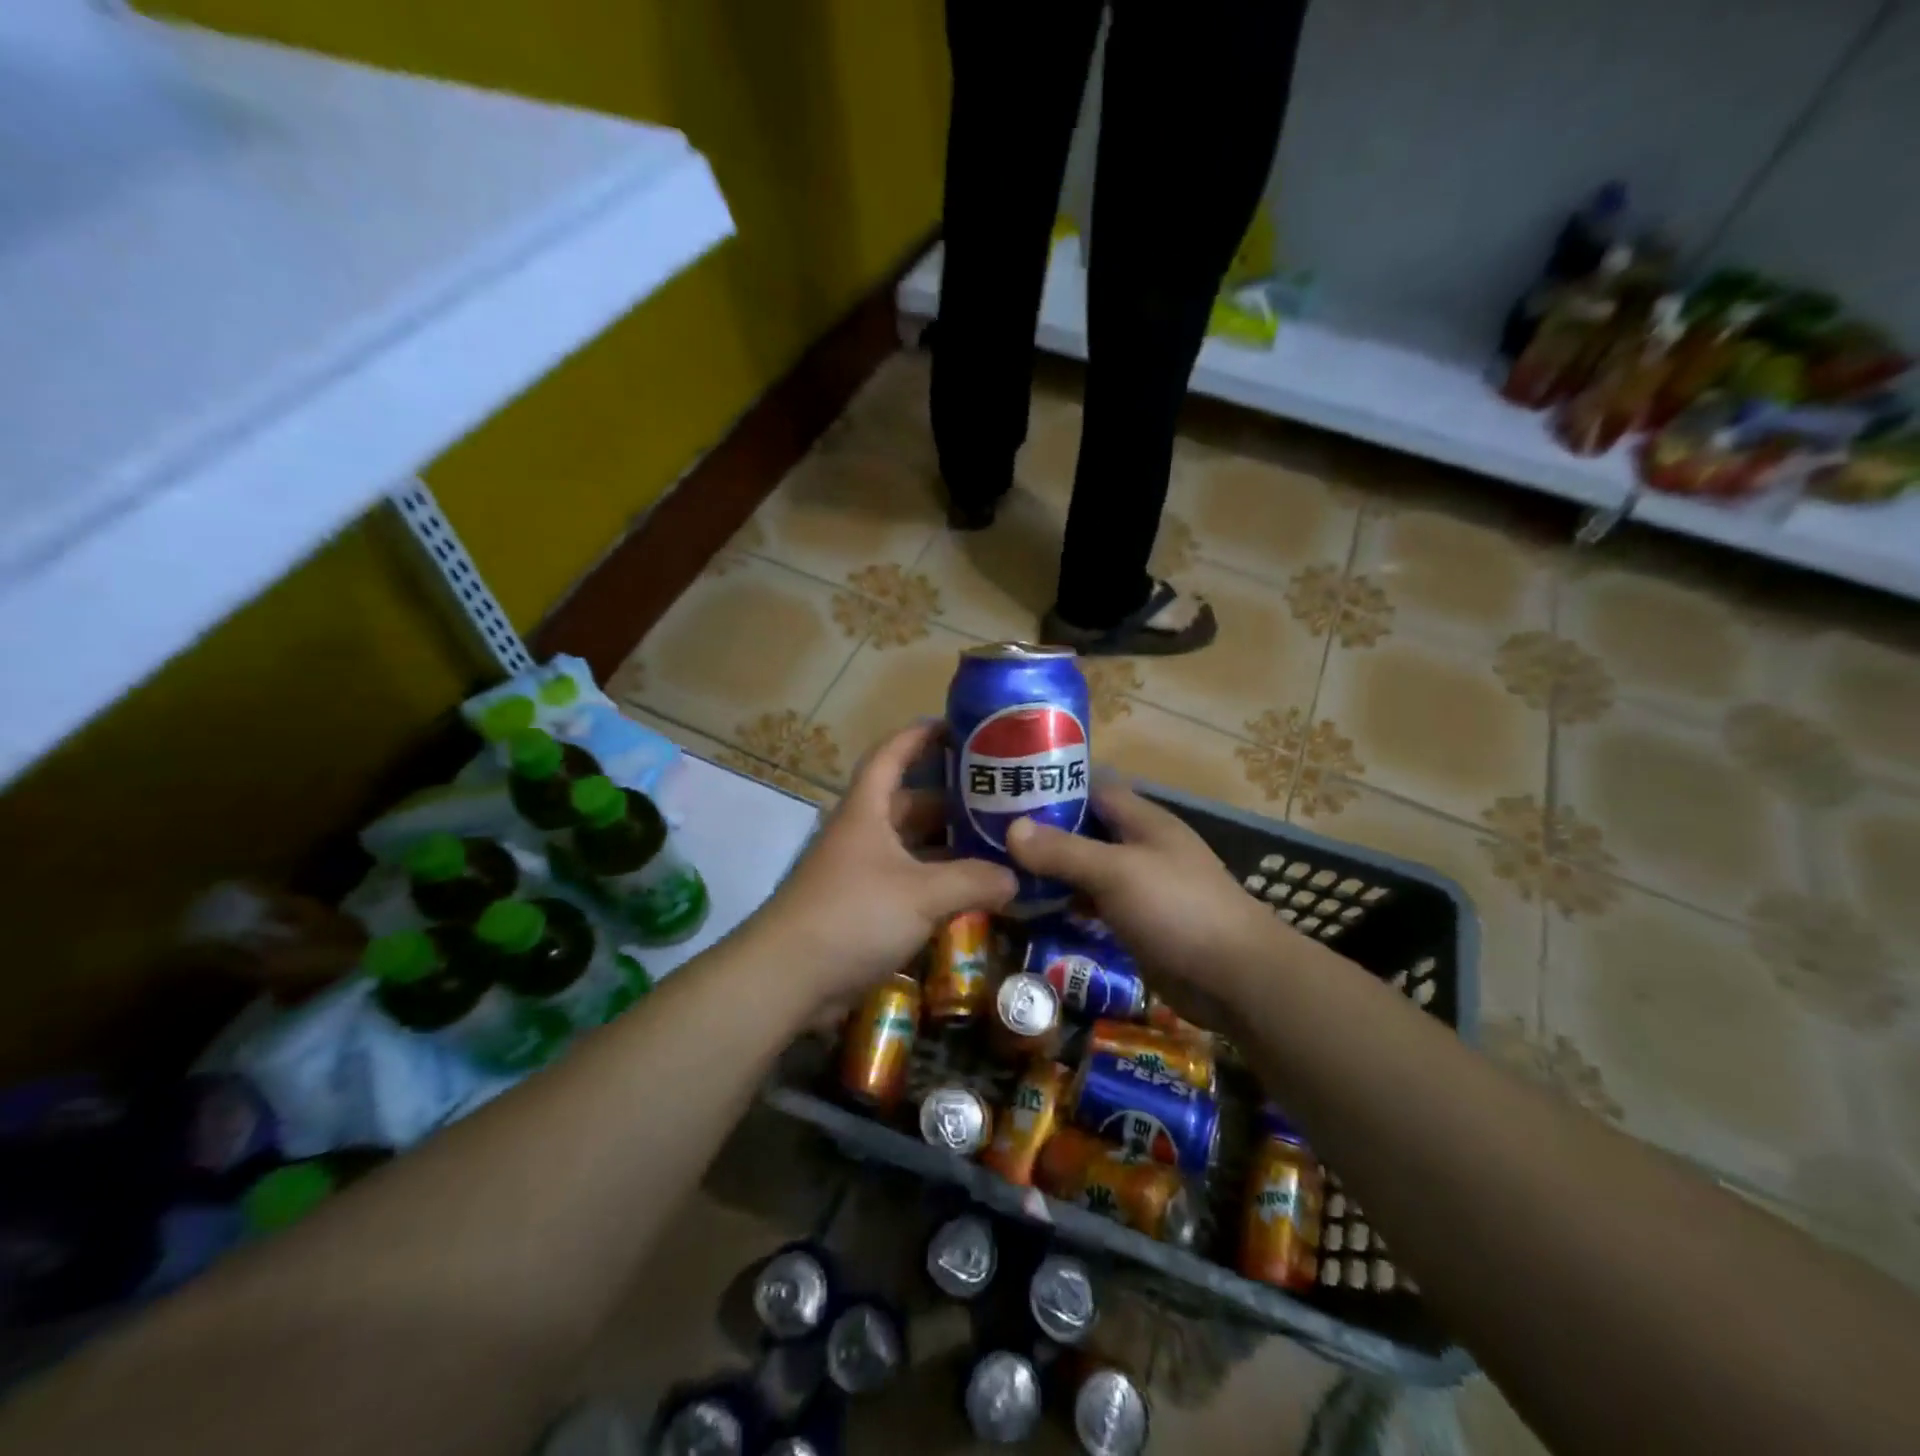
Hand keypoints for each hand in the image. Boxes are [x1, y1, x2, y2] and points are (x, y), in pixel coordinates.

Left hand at [756, 722, 1016, 1011]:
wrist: (788, 977)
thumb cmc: (853, 914)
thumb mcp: (920, 893)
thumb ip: (973, 881)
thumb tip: (1016, 878)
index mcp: (867, 810)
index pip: (891, 755)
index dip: (919, 735)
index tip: (957, 726)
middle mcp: (864, 833)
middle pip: (910, 802)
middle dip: (951, 798)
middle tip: (999, 796)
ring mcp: (863, 871)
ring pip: (913, 846)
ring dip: (950, 845)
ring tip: (998, 841)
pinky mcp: (865, 907)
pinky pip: (911, 883)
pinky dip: (940, 883)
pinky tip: (974, 890)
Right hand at [1006, 779, 1283, 1004]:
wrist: (1236, 978)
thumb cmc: (1178, 909)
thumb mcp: (1116, 872)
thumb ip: (1064, 851)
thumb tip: (1012, 829)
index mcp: (1143, 820)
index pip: (1091, 788)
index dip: (1053, 786)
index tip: (1007, 791)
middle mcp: (1141, 846)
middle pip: (1086, 829)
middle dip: (1044, 832)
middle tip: (991, 837)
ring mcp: (1141, 886)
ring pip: (1087, 868)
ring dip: (1052, 870)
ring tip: (1003, 871)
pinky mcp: (1138, 921)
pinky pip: (1095, 903)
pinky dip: (1068, 903)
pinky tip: (1035, 910)